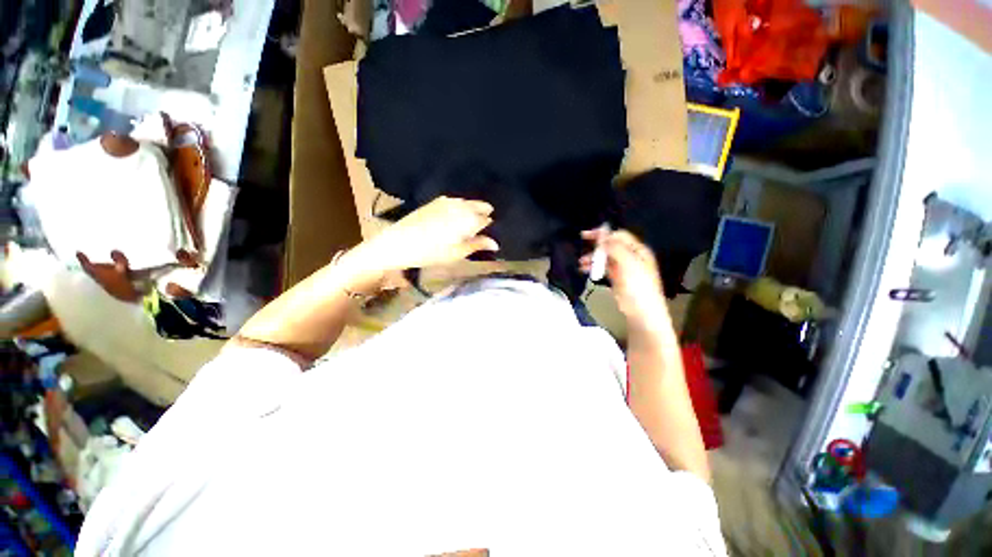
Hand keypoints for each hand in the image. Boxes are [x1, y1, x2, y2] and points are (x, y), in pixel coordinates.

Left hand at [349, 196, 498, 276]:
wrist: (399, 243)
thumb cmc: (431, 253)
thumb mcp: (457, 253)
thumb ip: (477, 245)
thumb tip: (496, 243)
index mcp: (468, 219)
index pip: (487, 219)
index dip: (490, 227)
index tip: (488, 234)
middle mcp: (460, 206)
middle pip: (480, 206)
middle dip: (484, 214)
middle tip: (480, 230)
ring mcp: (447, 201)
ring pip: (468, 202)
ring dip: (472, 210)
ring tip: (470, 224)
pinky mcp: (436, 201)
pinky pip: (455, 201)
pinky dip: (461, 207)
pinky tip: (456, 216)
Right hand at [580, 229, 668, 328]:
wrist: (642, 312)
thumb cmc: (638, 287)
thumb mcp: (629, 264)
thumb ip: (616, 249)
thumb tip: (603, 237)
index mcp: (638, 250)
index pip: (619, 236)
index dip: (604, 234)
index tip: (588, 235)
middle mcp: (631, 256)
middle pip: (612, 245)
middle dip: (596, 245)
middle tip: (582, 243)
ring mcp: (623, 268)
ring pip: (605, 257)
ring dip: (593, 257)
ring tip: (581, 263)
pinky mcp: (617, 278)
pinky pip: (604, 268)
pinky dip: (594, 267)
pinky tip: (585, 270)